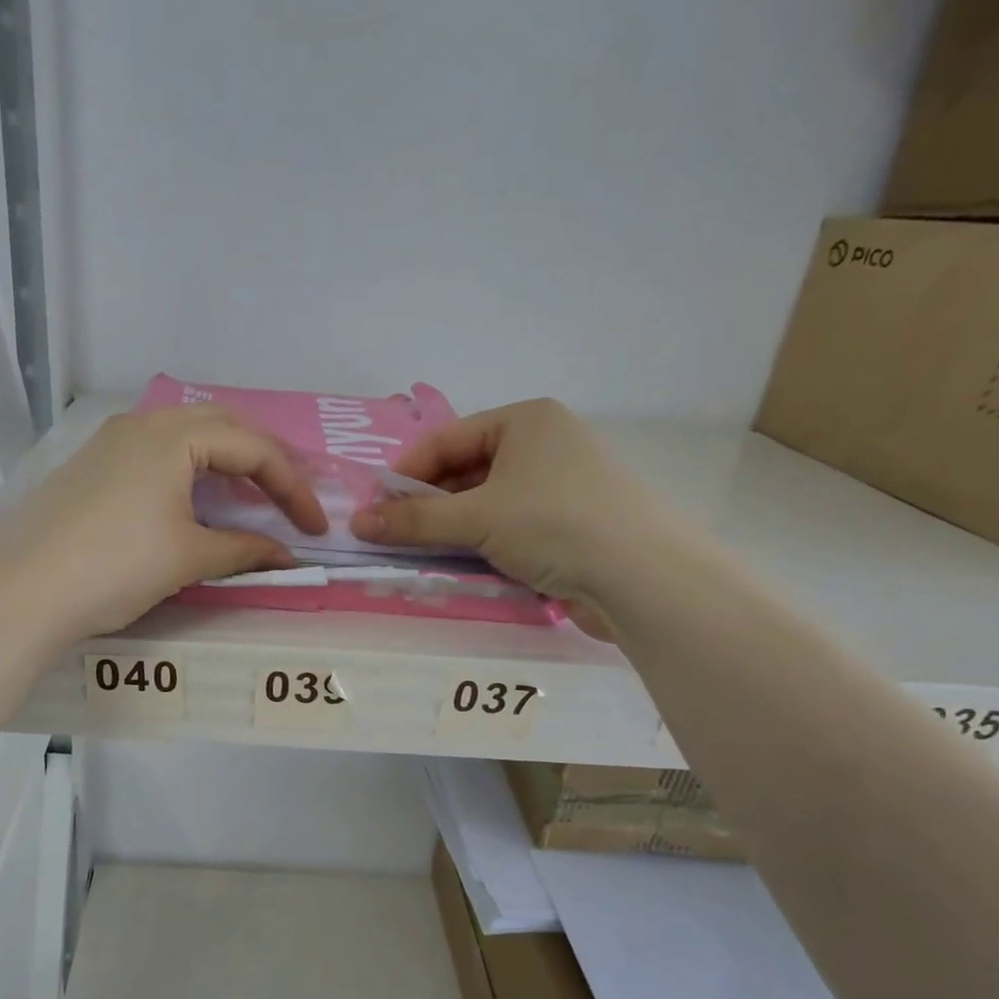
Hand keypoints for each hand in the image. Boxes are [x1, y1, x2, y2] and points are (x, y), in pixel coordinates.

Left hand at [0, 405, 326, 643]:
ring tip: (248, 499)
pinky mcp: (91, 468)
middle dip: (263, 461)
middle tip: (287, 500)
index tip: (315, 528)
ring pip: (185, 437)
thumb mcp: (188, 557)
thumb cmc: (115, 567)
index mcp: (173, 435)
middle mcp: (141, 424)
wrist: (22, 592)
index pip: (253, 448)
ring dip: (225, 463)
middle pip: (221, 427)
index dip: (293, 487)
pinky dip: (189, 472)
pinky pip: (156, 455)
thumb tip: (285, 556)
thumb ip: (244, 550)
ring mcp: (110, 443)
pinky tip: (193, 502)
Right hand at [350, 399, 664, 632]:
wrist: (641, 577)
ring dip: (451, 527)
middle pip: (464, 470)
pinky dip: (480, 541)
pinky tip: (461, 563)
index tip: (375, 509)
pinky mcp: (566, 522)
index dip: (405, 474)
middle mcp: (542, 443)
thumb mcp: (476, 518)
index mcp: (524, 421)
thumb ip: (413, 520)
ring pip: (484, 501)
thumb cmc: (553, 525)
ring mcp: (557, 484)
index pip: (445, 440)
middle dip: (427, 504)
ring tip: (420, 552)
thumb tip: (357, 522)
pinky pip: (507, 524)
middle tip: (392, 535)